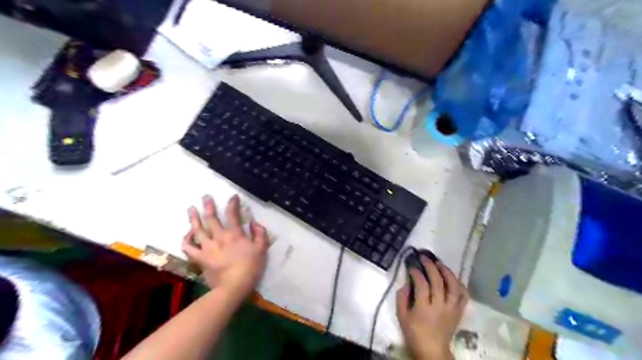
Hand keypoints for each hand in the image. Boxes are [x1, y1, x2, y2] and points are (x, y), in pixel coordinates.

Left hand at [181, 196, 268, 298]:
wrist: (233, 287)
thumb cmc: (250, 267)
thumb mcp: (262, 249)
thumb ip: (260, 234)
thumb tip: (254, 223)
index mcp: (235, 234)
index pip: (232, 214)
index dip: (232, 203)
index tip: (233, 197)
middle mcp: (219, 237)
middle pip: (211, 218)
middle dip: (208, 206)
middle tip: (205, 197)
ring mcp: (207, 247)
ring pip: (197, 229)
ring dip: (193, 218)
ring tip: (191, 208)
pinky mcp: (200, 258)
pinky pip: (189, 247)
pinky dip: (186, 239)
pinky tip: (187, 234)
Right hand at [395, 255, 470, 358]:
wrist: (432, 350)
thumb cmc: (414, 333)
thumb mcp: (401, 315)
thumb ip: (402, 297)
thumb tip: (407, 281)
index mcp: (424, 308)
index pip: (422, 284)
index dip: (416, 272)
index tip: (411, 265)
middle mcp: (440, 306)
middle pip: (438, 282)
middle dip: (431, 266)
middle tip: (424, 257)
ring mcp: (452, 309)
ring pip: (454, 287)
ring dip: (447, 272)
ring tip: (439, 263)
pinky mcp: (459, 312)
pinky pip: (464, 296)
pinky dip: (460, 284)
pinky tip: (452, 277)